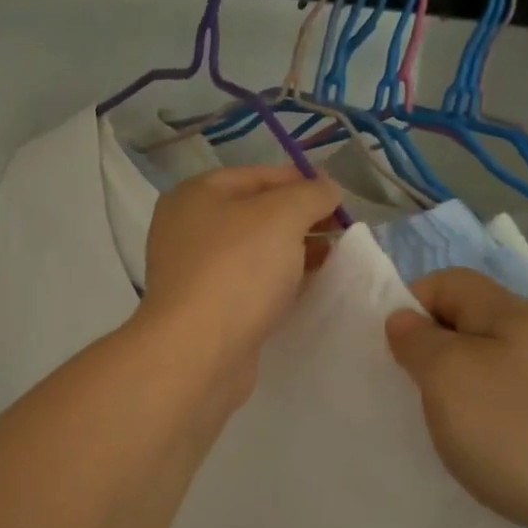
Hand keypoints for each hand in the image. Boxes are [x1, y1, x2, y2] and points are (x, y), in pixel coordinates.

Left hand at [135, 164, 342, 411]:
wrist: (198, 352)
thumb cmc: (237, 270)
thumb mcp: (282, 216)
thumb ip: (310, 195)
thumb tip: (327, 189)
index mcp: (196, 195)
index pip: (257, 176)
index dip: (301, 181)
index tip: (339, 198)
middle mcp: (187, 229)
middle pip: (254, 214)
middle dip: (299, 220)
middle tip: (340, 232)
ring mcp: (193, 272)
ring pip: (253, 252)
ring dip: (291, 253)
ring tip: (332, 260)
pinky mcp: (205, 309)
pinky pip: (248, 285)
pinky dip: (276, 284)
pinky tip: (304, 290)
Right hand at [385, 268, 527, 527]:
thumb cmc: (513, 430)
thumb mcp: (447, 375)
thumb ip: (418, 340)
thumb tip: (405, 319)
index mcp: (508, 312)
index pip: (447, 281)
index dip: (410, 304)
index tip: (391, 349)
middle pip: (467, 322)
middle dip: (430, 350)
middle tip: (409, 389)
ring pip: (487, 364)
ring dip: (455, 387)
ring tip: (440, 424)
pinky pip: (508, 401)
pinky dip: (483, 417)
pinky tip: (478, 449)